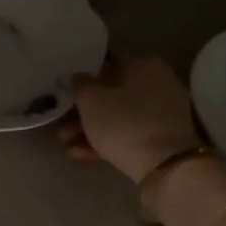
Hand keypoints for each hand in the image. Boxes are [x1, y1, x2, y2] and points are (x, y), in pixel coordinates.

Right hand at [60, 52, 201, 183]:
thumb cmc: (124, 123)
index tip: (66, 84)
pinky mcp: (161, 138)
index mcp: (143, 64)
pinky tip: (80, 154)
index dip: (83, 70)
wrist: (165, 166)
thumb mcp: (91, 100)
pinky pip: (128, 133)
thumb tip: (79, 77)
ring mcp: (162, 112)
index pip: (107, 59)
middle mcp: (156, 82)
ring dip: (90, 128)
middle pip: (111, 91)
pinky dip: (106, 141)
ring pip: (118, 115)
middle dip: (83, 109)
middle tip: (60, 122)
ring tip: (65, 144)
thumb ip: (80, 84)